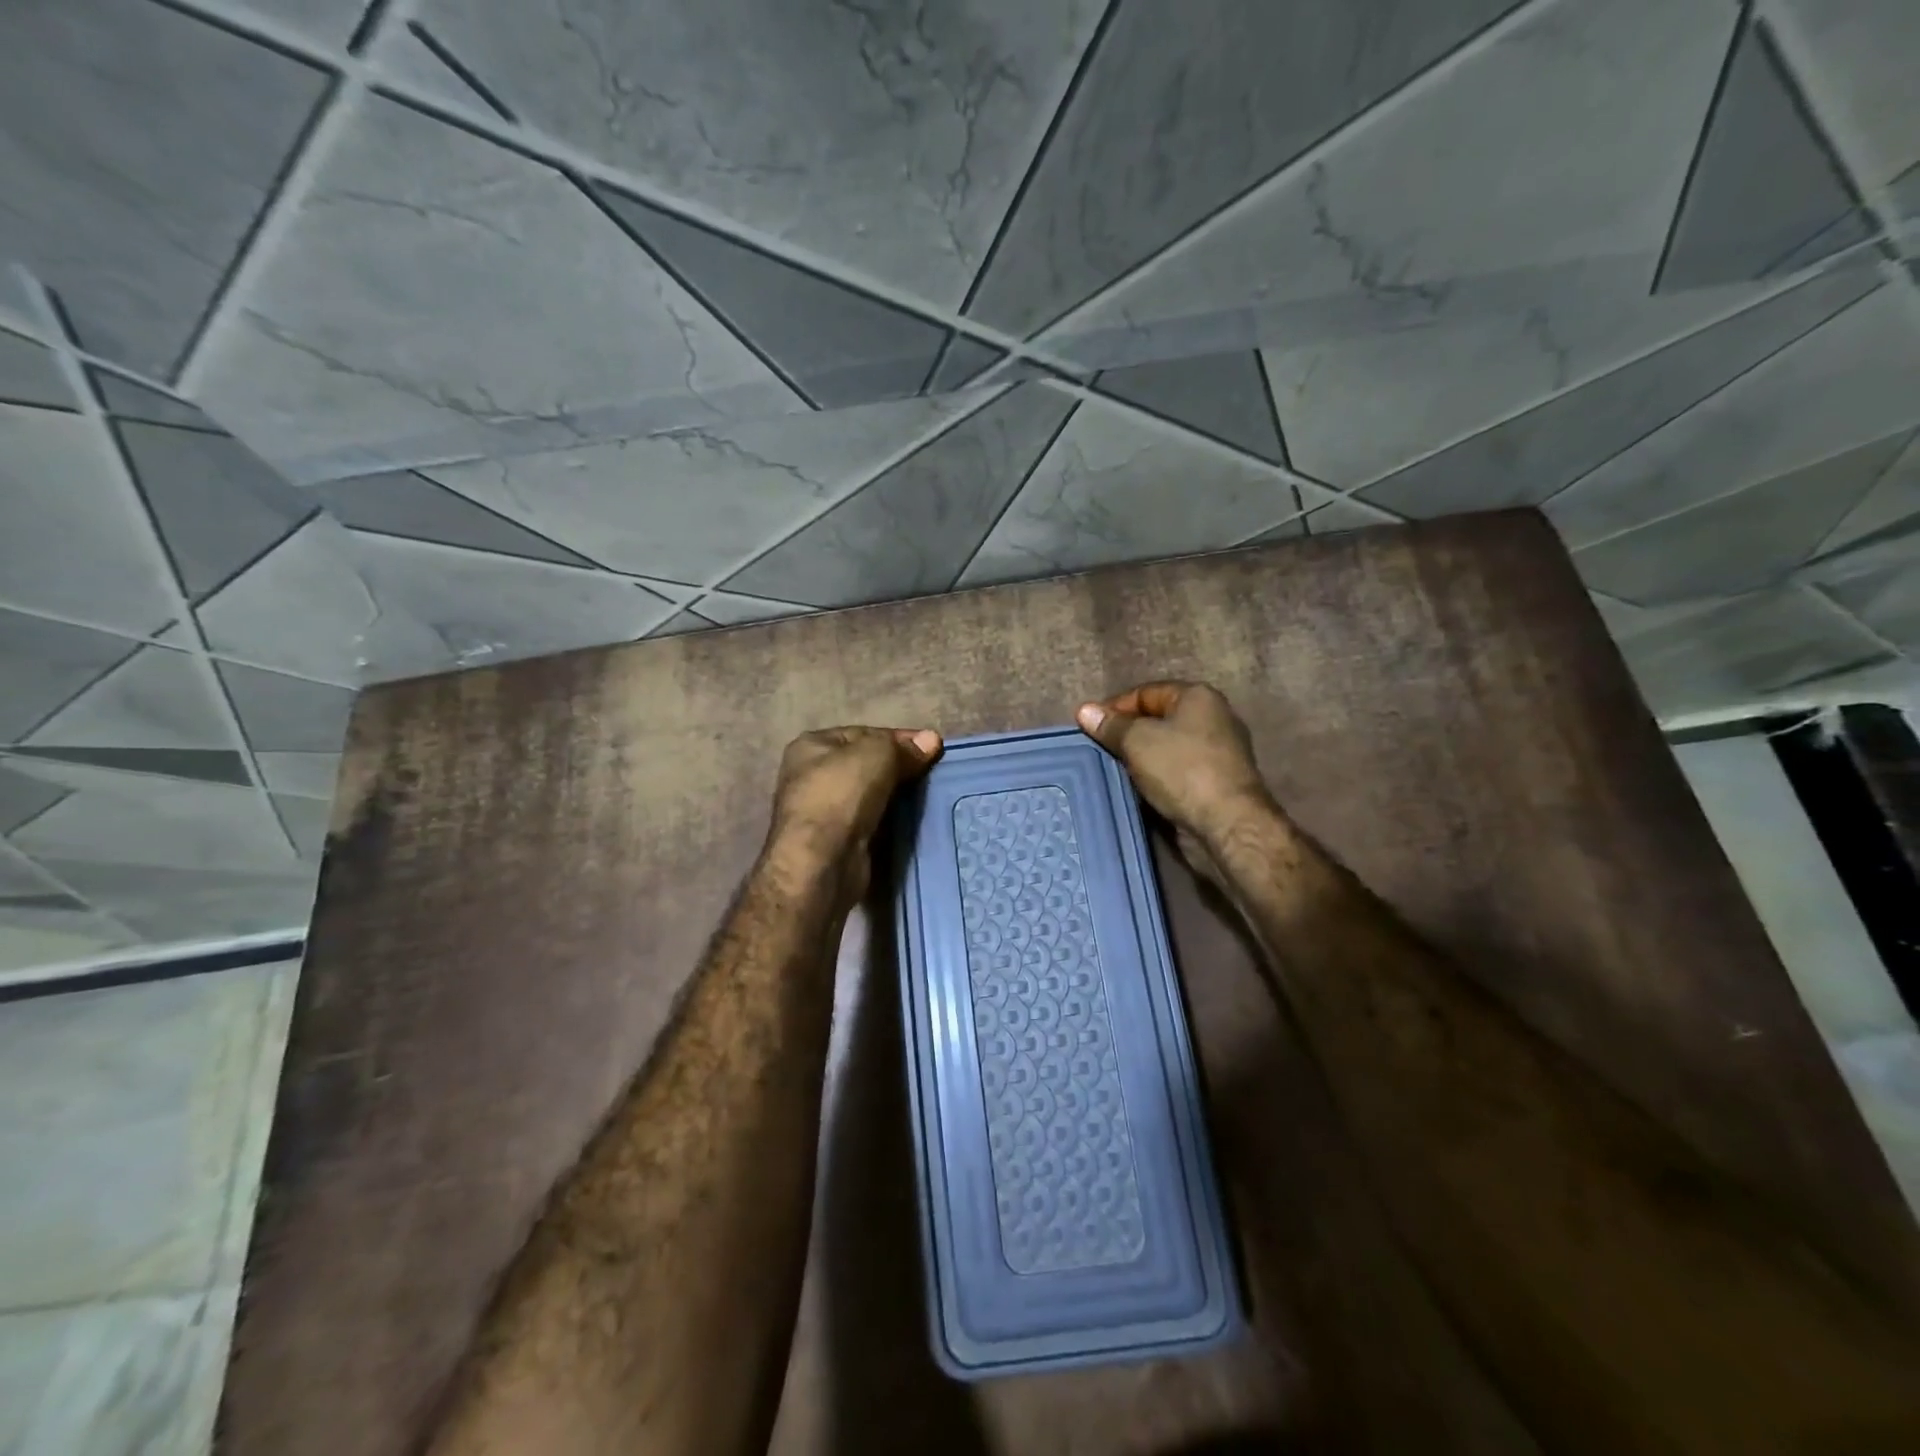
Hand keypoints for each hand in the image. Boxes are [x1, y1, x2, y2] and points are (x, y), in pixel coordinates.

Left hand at [766, 725, 942, 906]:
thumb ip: (903, 747)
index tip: (932, 748)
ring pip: (869, 795)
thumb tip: (931, 740)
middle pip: (865, 765)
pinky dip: (889, 820)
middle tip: (931, 773)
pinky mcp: (836, 841)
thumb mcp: (877, 754)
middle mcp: (811, 776)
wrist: (822, 861)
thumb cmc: (842, 794)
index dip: (898, 739)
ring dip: (896, 796)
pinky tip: (911, 821)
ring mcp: (822, 811)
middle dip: (898, 768)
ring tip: (928, 796)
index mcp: (812, 746)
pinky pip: (870, 822)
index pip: (863, 734)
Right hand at [1075, 682, 1276, 882]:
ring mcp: (1218, 751)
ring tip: (1112, 770)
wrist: (1227, 822)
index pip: (1145, 692)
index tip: (1088, 728)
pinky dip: (1156, 777)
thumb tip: (1084, 710)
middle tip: (1098, 750)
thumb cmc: (1181, 769)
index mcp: (1197, 697)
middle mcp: (1213, 717)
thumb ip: (1111, 725)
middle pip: (1157, 719)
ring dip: (1140, 759)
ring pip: (1166, 748)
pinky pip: (1177, 772)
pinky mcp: (1216, 782)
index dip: (1114, 708)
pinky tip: (1137, 788)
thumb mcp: (1137, 740)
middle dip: (1127, 734)